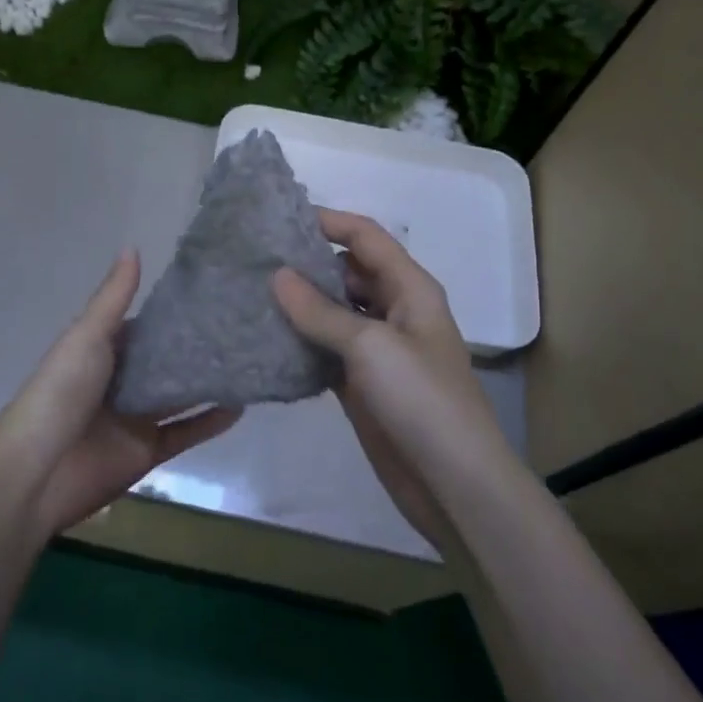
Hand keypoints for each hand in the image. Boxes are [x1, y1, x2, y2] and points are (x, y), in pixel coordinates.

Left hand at [0, 250, 239, 537]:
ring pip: (180, 395)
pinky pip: (185, 432)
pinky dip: (210, 421)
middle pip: (166, 360)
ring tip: (251, 359)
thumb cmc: (60, 393)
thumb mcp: (87, 337)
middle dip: (199, 346)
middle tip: (244, 325)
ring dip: (209, 381)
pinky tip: (241, 406)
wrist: (37, 471)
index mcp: (103, 350)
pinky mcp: (148, 451)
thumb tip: (133, 247)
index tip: (215, 294)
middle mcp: (122, 380)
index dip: (175, 312)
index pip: (146, 326)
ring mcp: (136, 417)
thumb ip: (113, 298)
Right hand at [272, 210, 507, 553]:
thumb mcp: (371, 346)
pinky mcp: (360, 383)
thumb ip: (321, 311)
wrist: (453, 483)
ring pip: (332, 312)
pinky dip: (300, 343)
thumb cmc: (422, 400)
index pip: (366, 238)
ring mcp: (376, 350)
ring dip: (299, 304)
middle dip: (306, 263)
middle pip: (346, 272)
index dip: (328, 222)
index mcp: (410, 289)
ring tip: (249, 293)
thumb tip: (277, 275)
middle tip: (253, 259)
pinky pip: (325, 350)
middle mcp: (394, 311)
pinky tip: (264, 338)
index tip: (279, 218)